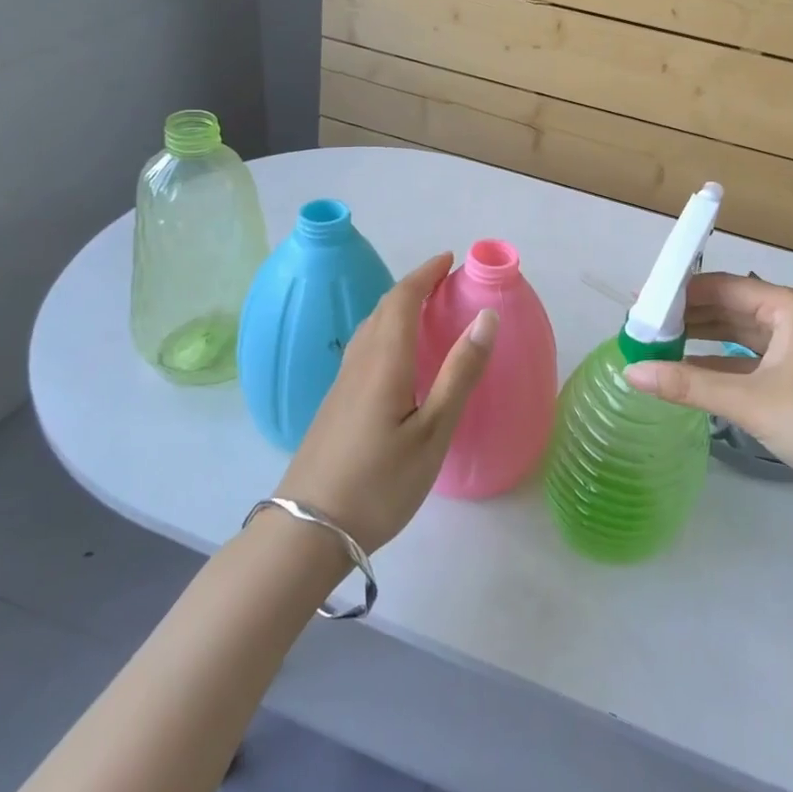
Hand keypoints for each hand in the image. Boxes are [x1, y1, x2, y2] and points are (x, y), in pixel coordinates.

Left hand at [275, 253, 496, 550]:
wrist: (307, 532)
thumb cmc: (379, 483)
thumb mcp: (432, 432)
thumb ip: (460, 373)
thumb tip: (486, 317)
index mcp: (384, 361)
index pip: (403, 300)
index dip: (426, 274)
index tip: (450, 259)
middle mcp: (360, 363)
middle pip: (384, 309)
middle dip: (414, 286)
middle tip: (445, 282)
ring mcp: (342, 385)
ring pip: (370, 328)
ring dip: (397, 307)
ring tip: (425, 310)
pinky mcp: (335, 405)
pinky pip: (364, 348)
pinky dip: (386, 331)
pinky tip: (397, 356)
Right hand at [624, 273, 792, 507]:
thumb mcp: (749, 401)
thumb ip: (688, 384)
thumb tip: (630, 372)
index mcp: (788, 306)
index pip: (723, 286)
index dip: (680, 293)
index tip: (641, 303)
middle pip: (730, 307)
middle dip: (688, 316)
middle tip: (643, 326)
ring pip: (740, 333)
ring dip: (702, 339)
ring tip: (658, 345)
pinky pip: (751, 358)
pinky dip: (721, 362)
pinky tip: (690, 370)